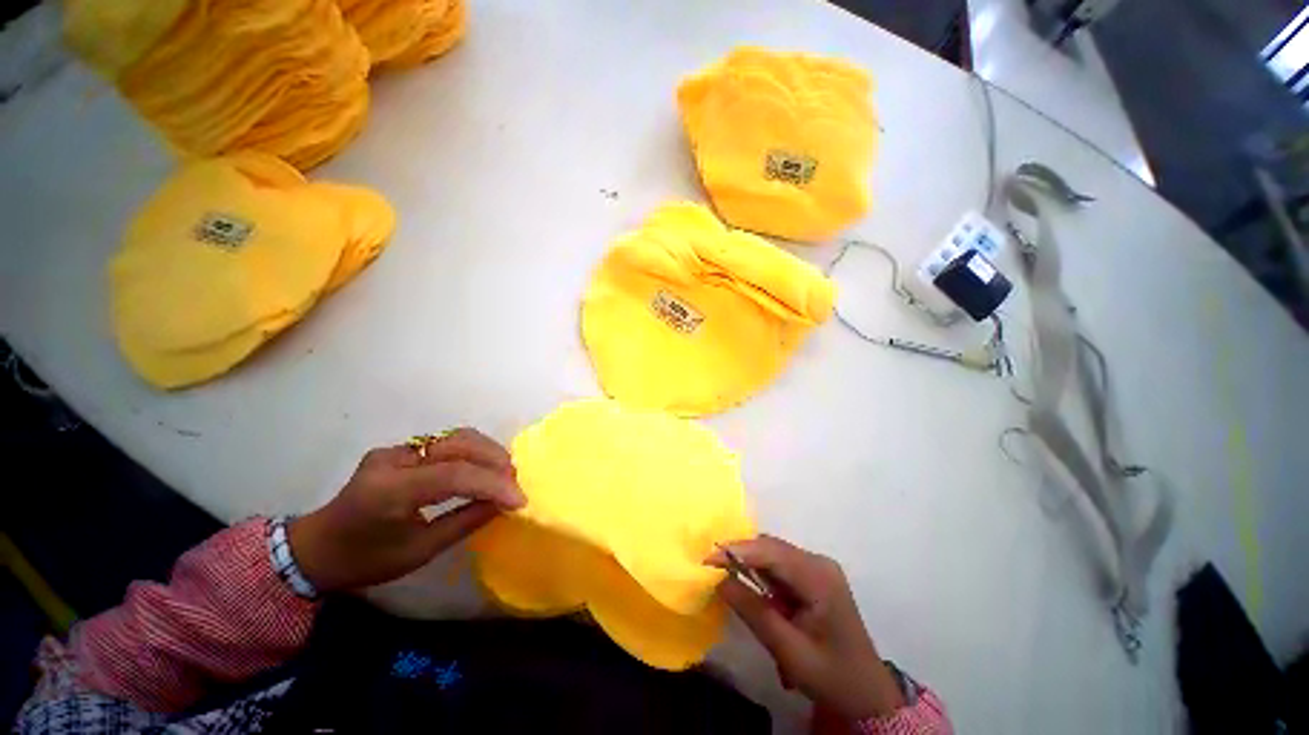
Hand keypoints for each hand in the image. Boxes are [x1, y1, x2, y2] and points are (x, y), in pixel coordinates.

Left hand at [289, 429, 524, 592]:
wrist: (316, 548)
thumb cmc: (364, 560)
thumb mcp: (418, 552)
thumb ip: (464, 523)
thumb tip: (502, 504)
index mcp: (389, 490)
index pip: (453, 474)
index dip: (492, 484)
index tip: (519, 500)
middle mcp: (393, 460)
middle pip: (458, 444)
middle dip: (494, 461)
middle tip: (515, 483)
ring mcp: (396, 449)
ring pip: (456, 436)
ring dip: (488, 451)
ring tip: (506, 473)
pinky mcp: (401, 449)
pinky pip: (447, 442)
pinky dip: (473, 451)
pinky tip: (484, 466)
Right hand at [709, 535, 904, 720]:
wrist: (866, 694)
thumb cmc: (831, 676)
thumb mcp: (789, 650)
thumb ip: (753, 612)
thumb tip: (720, 581)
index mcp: (819, 577)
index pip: (771, 552)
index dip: (737, 550)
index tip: (707, 558)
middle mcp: (818, 563)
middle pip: (771, 548)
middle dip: (740, 555)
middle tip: (711, 566)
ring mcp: (817, 568)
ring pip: (772, 554)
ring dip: (749, 564)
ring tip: (724, 575)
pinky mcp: (812, 577)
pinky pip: (778, 566)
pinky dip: (760, 574)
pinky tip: (749, 586)